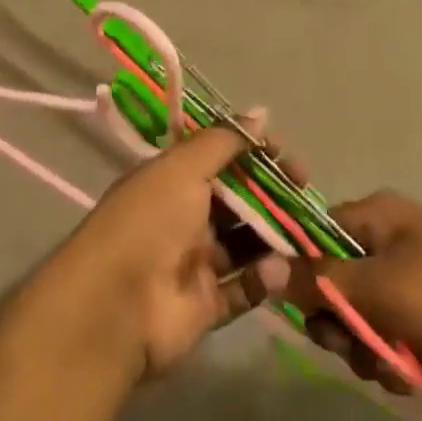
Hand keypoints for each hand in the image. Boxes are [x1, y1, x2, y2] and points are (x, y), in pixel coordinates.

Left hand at [35, 125, 287, 379]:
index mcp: (170, 180)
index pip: (218, 159)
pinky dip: (263, 280)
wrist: (116, 306)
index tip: (286, 155)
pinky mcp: (205, 306)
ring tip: (305, 232)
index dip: (252, 154)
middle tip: (306, 192)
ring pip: (244, 245)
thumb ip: (223, 142)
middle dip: (271, 194)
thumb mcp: (183, 168)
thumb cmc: (150, 221)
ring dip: (274, 237)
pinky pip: (243, 288)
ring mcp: (193, 264)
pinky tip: (281, 271)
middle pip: (235, 201)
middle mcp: (181, 217)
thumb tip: (261, 113)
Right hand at [282, 192, 421, 402]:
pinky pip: (397, 334)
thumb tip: (261, 266)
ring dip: (370, 349)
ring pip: (366, 315)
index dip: (304, 274)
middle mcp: (393, 239)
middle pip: (338, 281)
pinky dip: (398, 359)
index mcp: (377, 216)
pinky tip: (413, 380)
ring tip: (393, 372)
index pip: (316, 236)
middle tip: (354, 350)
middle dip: (341, 324)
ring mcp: (419, 277)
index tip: (308, 313)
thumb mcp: (379, 289)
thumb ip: (318, 281)